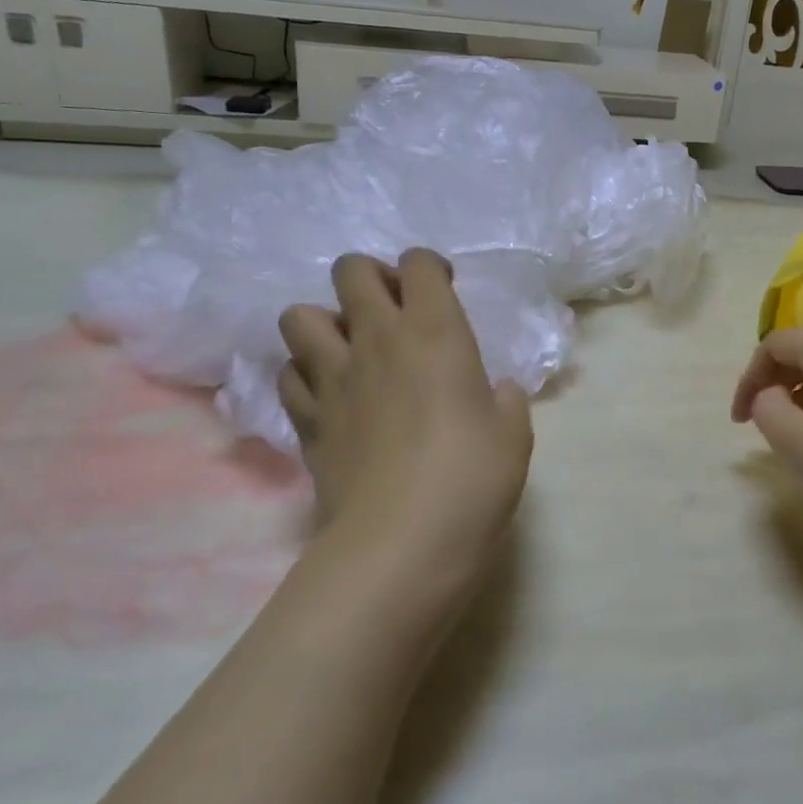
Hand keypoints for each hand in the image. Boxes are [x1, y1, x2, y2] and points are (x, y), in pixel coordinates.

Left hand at [280, 249, 532, 605]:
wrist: (402, 541)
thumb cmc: (472, 479)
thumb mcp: (513, 434)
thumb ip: (504, 400)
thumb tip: (493, 392)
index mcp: (435, 332)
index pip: (418, 262)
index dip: (429, 267)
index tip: (442, 292)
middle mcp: (377, 340)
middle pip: (351, 270)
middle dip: (370, 277)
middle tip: (392, 311)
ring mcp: (333, 378)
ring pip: (299, 316)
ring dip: (324, 323)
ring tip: (350, 351)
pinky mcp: (306, 419)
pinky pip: (289, 375)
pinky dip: (305, 376)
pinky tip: (329, 396)